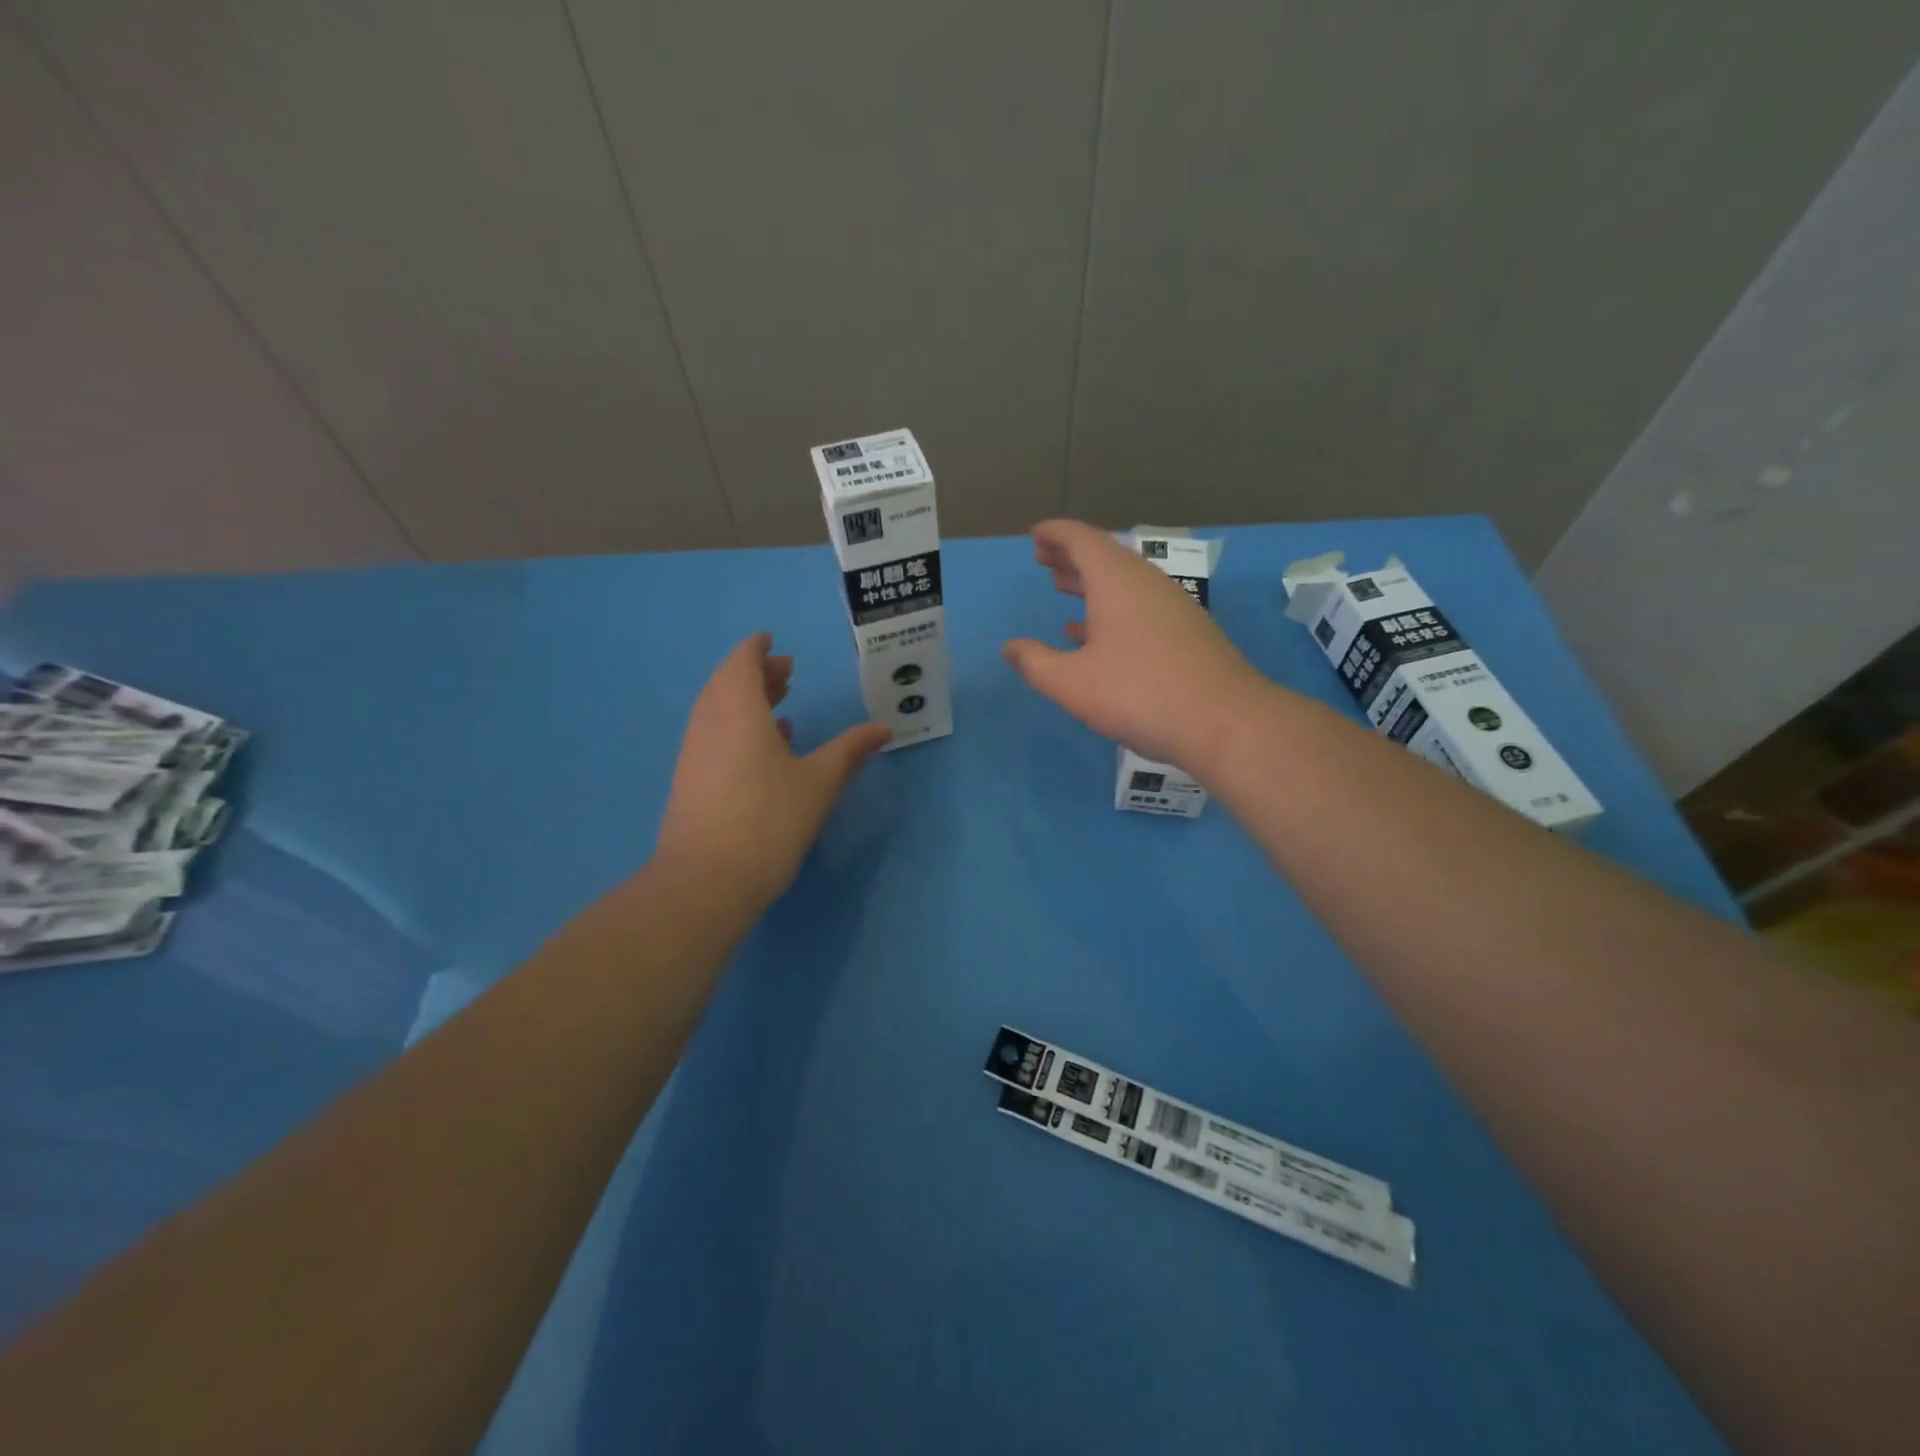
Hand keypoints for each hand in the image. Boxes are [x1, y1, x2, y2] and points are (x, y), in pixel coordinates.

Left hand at [657, 634, 890, 917]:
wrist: (706, 881)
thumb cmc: (768, 820)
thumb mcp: (819, 783)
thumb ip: (850, 751)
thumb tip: (883, 728)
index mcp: (737, 711)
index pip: (741, 663)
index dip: (757, 650)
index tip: (772, 642)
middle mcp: (709, 723)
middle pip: (728, 685)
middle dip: (757, 675)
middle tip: (787, 672)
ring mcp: (694, 754)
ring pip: (719, 712)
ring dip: (747, 702)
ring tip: (782, 707)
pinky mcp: (690, 782)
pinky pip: (715, 737)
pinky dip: (739, 729)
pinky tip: (765, 751)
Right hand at [1002, 520, 1270, 775]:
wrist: (1225, 722)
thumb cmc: (1139, 694)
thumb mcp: (1072, 684)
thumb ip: (1035, 663)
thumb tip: (1011, 648)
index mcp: (1116, 580)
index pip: (1080, 539)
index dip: (1054, 534)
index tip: (1035, 535)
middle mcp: (1146, 583)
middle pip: (1104, 556)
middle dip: (1071, 556)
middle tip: (1044, 560)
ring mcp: (1172, 605)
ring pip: (1124, 582)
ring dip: (1092, 582)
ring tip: (1064, 587)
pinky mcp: (1187, 631)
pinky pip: (1141, 605)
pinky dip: (1113, 608)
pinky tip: (1097, 634)